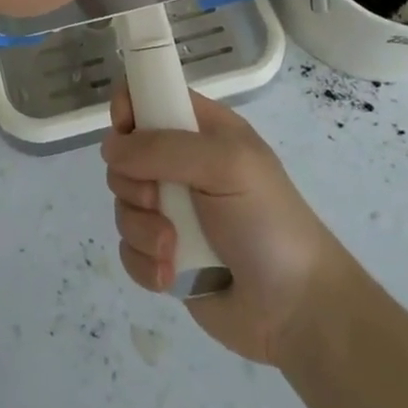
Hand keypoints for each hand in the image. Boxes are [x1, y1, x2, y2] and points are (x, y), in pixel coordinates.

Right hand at [103, 87, 350, 364]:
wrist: (297, 310)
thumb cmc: (268, 222)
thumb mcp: (226, 165)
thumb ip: (164, 148)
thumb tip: (111, 149)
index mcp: (202, 131)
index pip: (150, 97)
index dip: (129, 107)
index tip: (124, 130)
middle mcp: (181, 165)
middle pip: (124, 155)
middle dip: (133, 183)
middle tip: (159, 200)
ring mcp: (170, 211)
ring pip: (123, 204)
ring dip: (142, 229)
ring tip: (173, 249)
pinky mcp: (163, 254)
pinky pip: (127, 248)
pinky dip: (144, 263)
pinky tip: (170, 275)